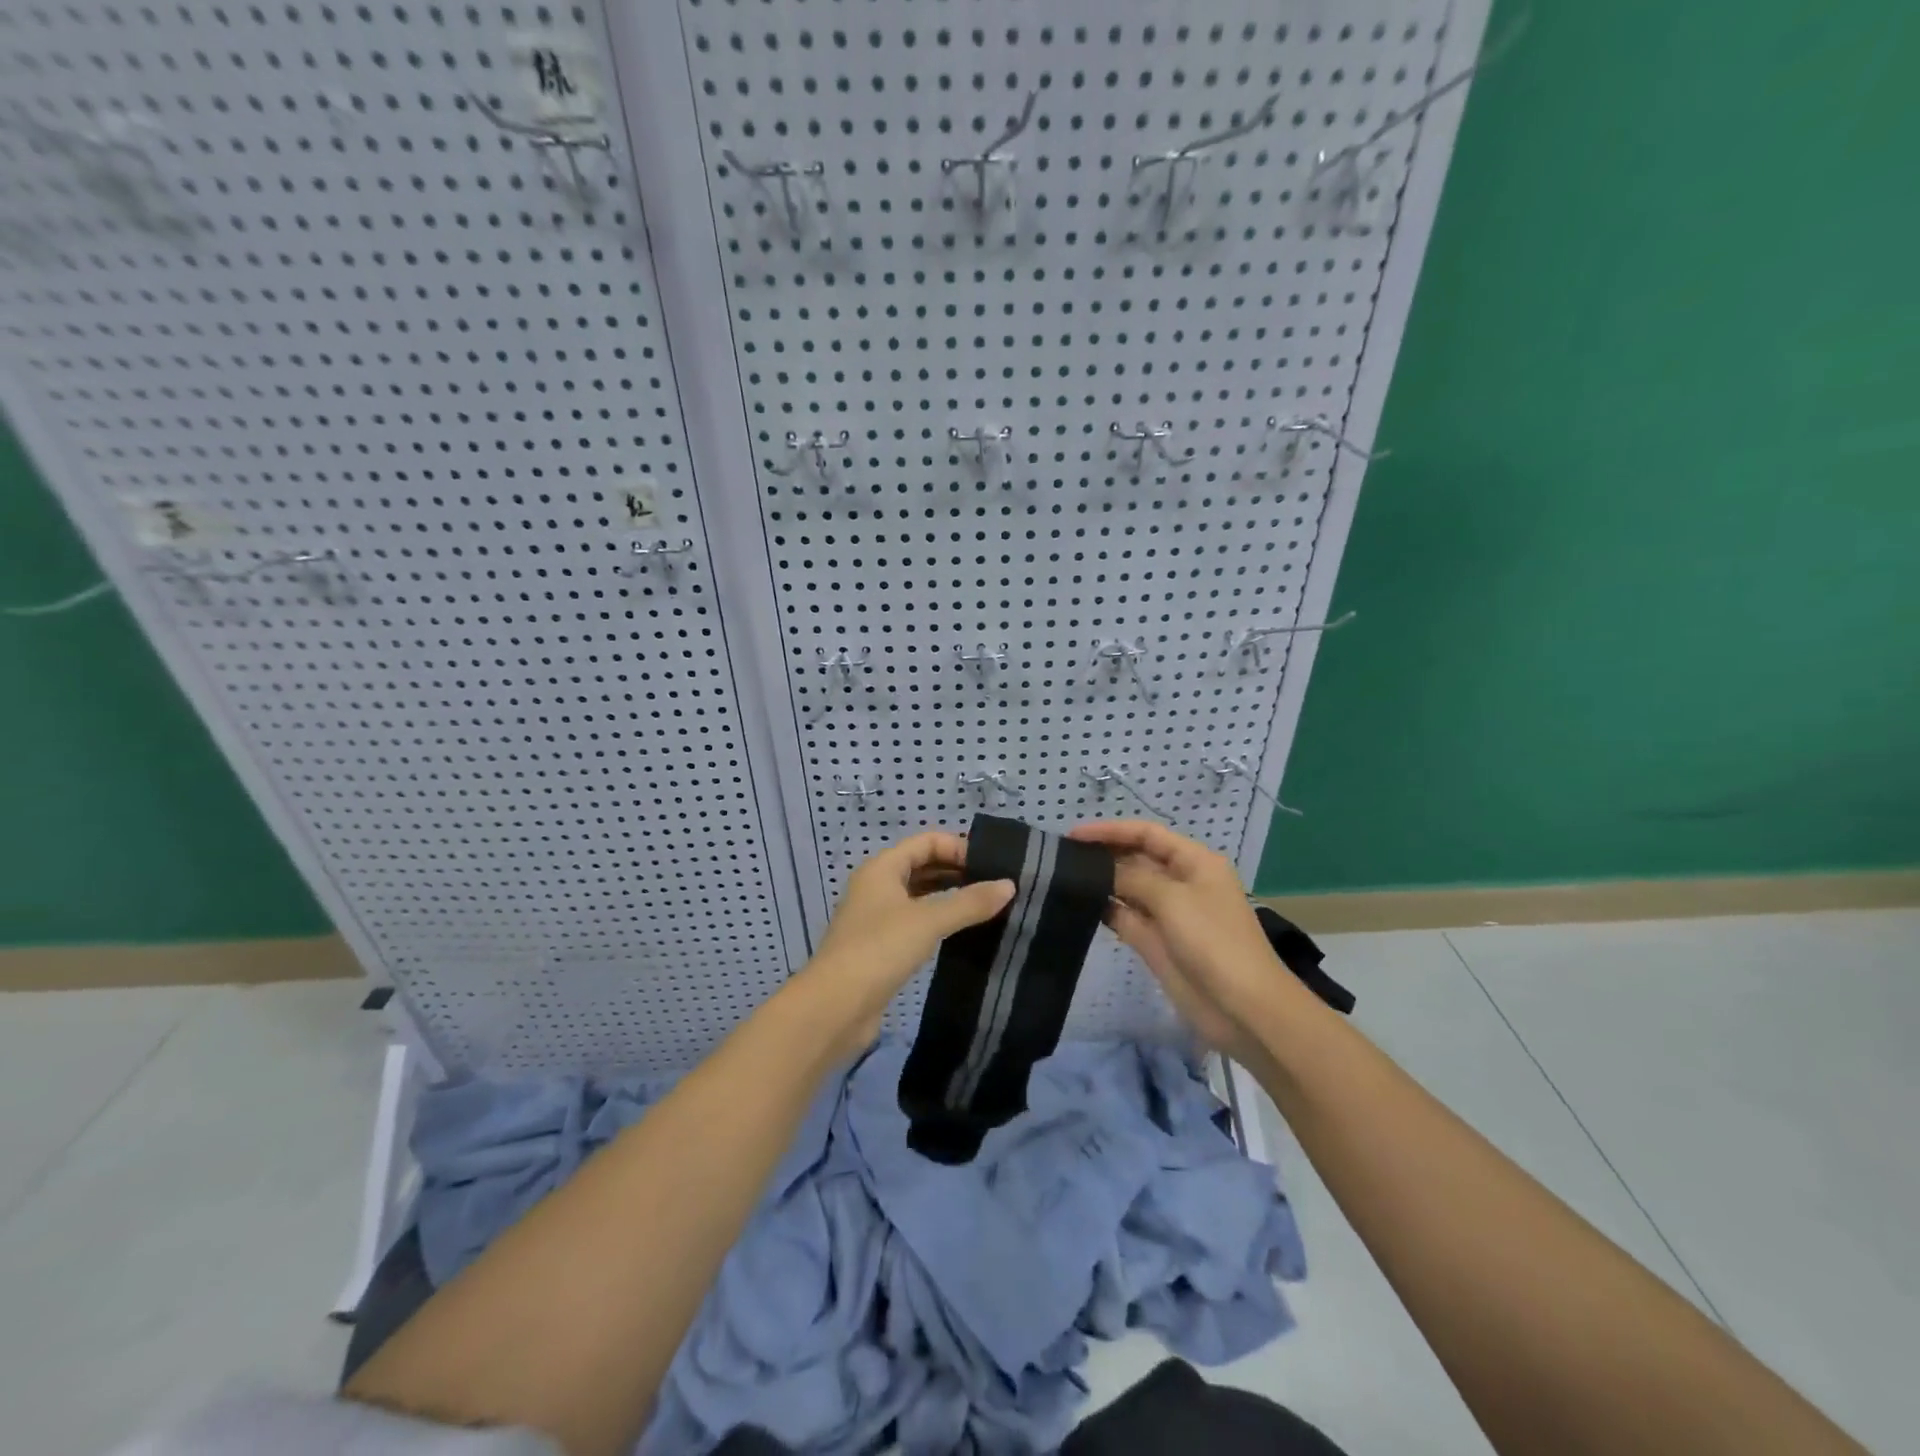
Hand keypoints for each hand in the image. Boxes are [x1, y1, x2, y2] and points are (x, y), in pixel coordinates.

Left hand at [794, 831, 1014, 1057]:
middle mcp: (877, 886)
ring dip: (950, 896)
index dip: (958, 848)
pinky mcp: (881, 947)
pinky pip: (916, 922)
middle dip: (957, 871)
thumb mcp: (928, 920)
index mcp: (882, 868)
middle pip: (922, 866)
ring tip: (987, 906)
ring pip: (920, 895)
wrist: (834, 1008)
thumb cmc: (879, 950)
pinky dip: (939, 920)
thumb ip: (970, 902)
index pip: (926, 842)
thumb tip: (1009, 885)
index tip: (992, 866)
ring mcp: (877, 918)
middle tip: (996, 885)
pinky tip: (962, 932)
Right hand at [1069, 820, 1294, 1062]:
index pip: (1147, 834)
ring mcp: (1167, 913)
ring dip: (1101, 882)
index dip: (1112, 830)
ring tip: (1063, 877)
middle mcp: (1181, 882)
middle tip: (1062, 856)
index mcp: (1195, 862)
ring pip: (1128, 888)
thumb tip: (1100, 870)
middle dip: (1104, 854)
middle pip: (1136, 858)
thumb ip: (1131, 878)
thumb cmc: (1214, 942)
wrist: (1242, 1009)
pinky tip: (1078, 905)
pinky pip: (1125, 917)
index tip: (1074, 835)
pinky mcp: (1155, 941)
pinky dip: (1105, 909)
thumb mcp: (1173, 900)